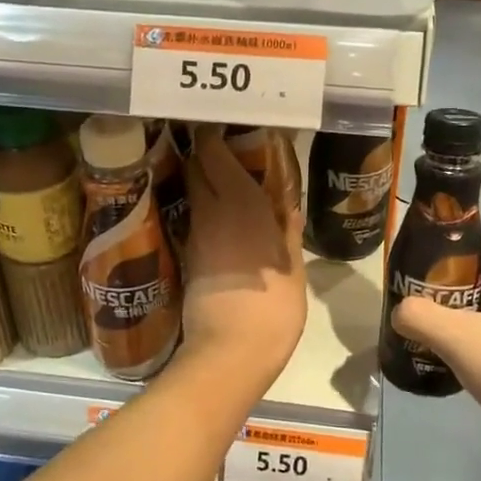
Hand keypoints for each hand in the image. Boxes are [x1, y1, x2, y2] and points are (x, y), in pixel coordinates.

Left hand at [177, 125, 307, 390]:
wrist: (230, 352)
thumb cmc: (273, 307)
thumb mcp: (292, 268)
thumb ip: (288, 233)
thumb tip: (287, 209)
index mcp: (240, 202)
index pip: (212, 152)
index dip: (213, 136)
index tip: (224, 128)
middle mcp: (211, 210)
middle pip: (196, 168)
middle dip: (206, 156)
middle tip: (230, 155)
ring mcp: (195, 234)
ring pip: (193, 194)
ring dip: (205, 184)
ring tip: (229, 186)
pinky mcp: (187, 258)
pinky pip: (195, 221)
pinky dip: (206, 212)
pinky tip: (223, 221)